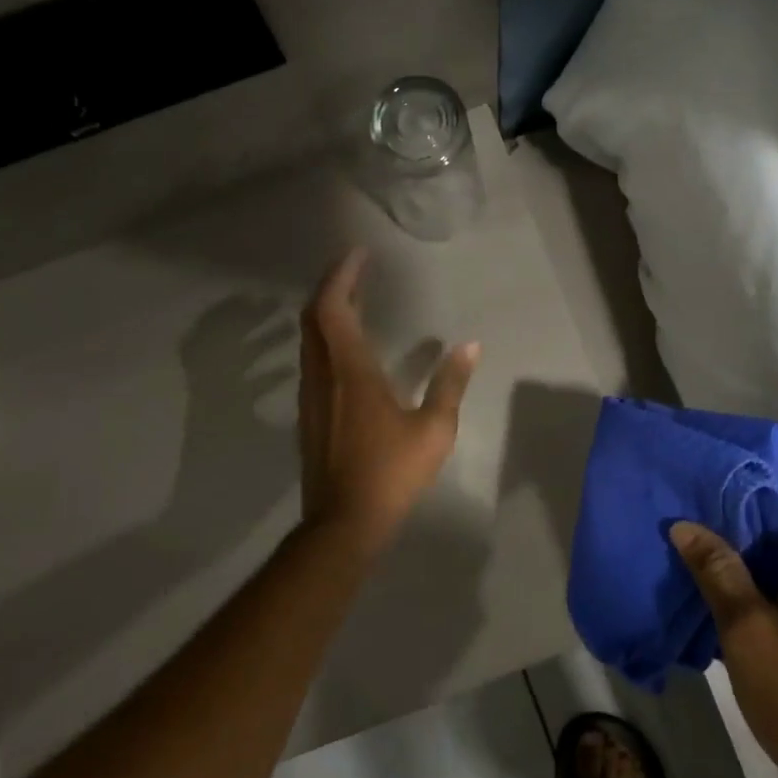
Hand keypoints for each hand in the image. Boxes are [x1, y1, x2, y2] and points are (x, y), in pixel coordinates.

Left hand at [297, 248, 479, 555]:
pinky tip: (346, 350)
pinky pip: (311, 361)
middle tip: (356, 271)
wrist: (343, 522)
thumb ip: (450, 384)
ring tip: (353, 302)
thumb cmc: (391, 473)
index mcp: (351, 371)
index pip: (333, 307)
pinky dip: (324, 340)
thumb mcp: (434, 429)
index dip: (342, 276)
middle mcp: (322, 375)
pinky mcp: (308, 415)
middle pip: (313, 316)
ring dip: (326, 313)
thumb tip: (470, 346)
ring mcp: (310, 396)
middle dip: (331, 287)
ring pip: (308, 340)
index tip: (358, 254)